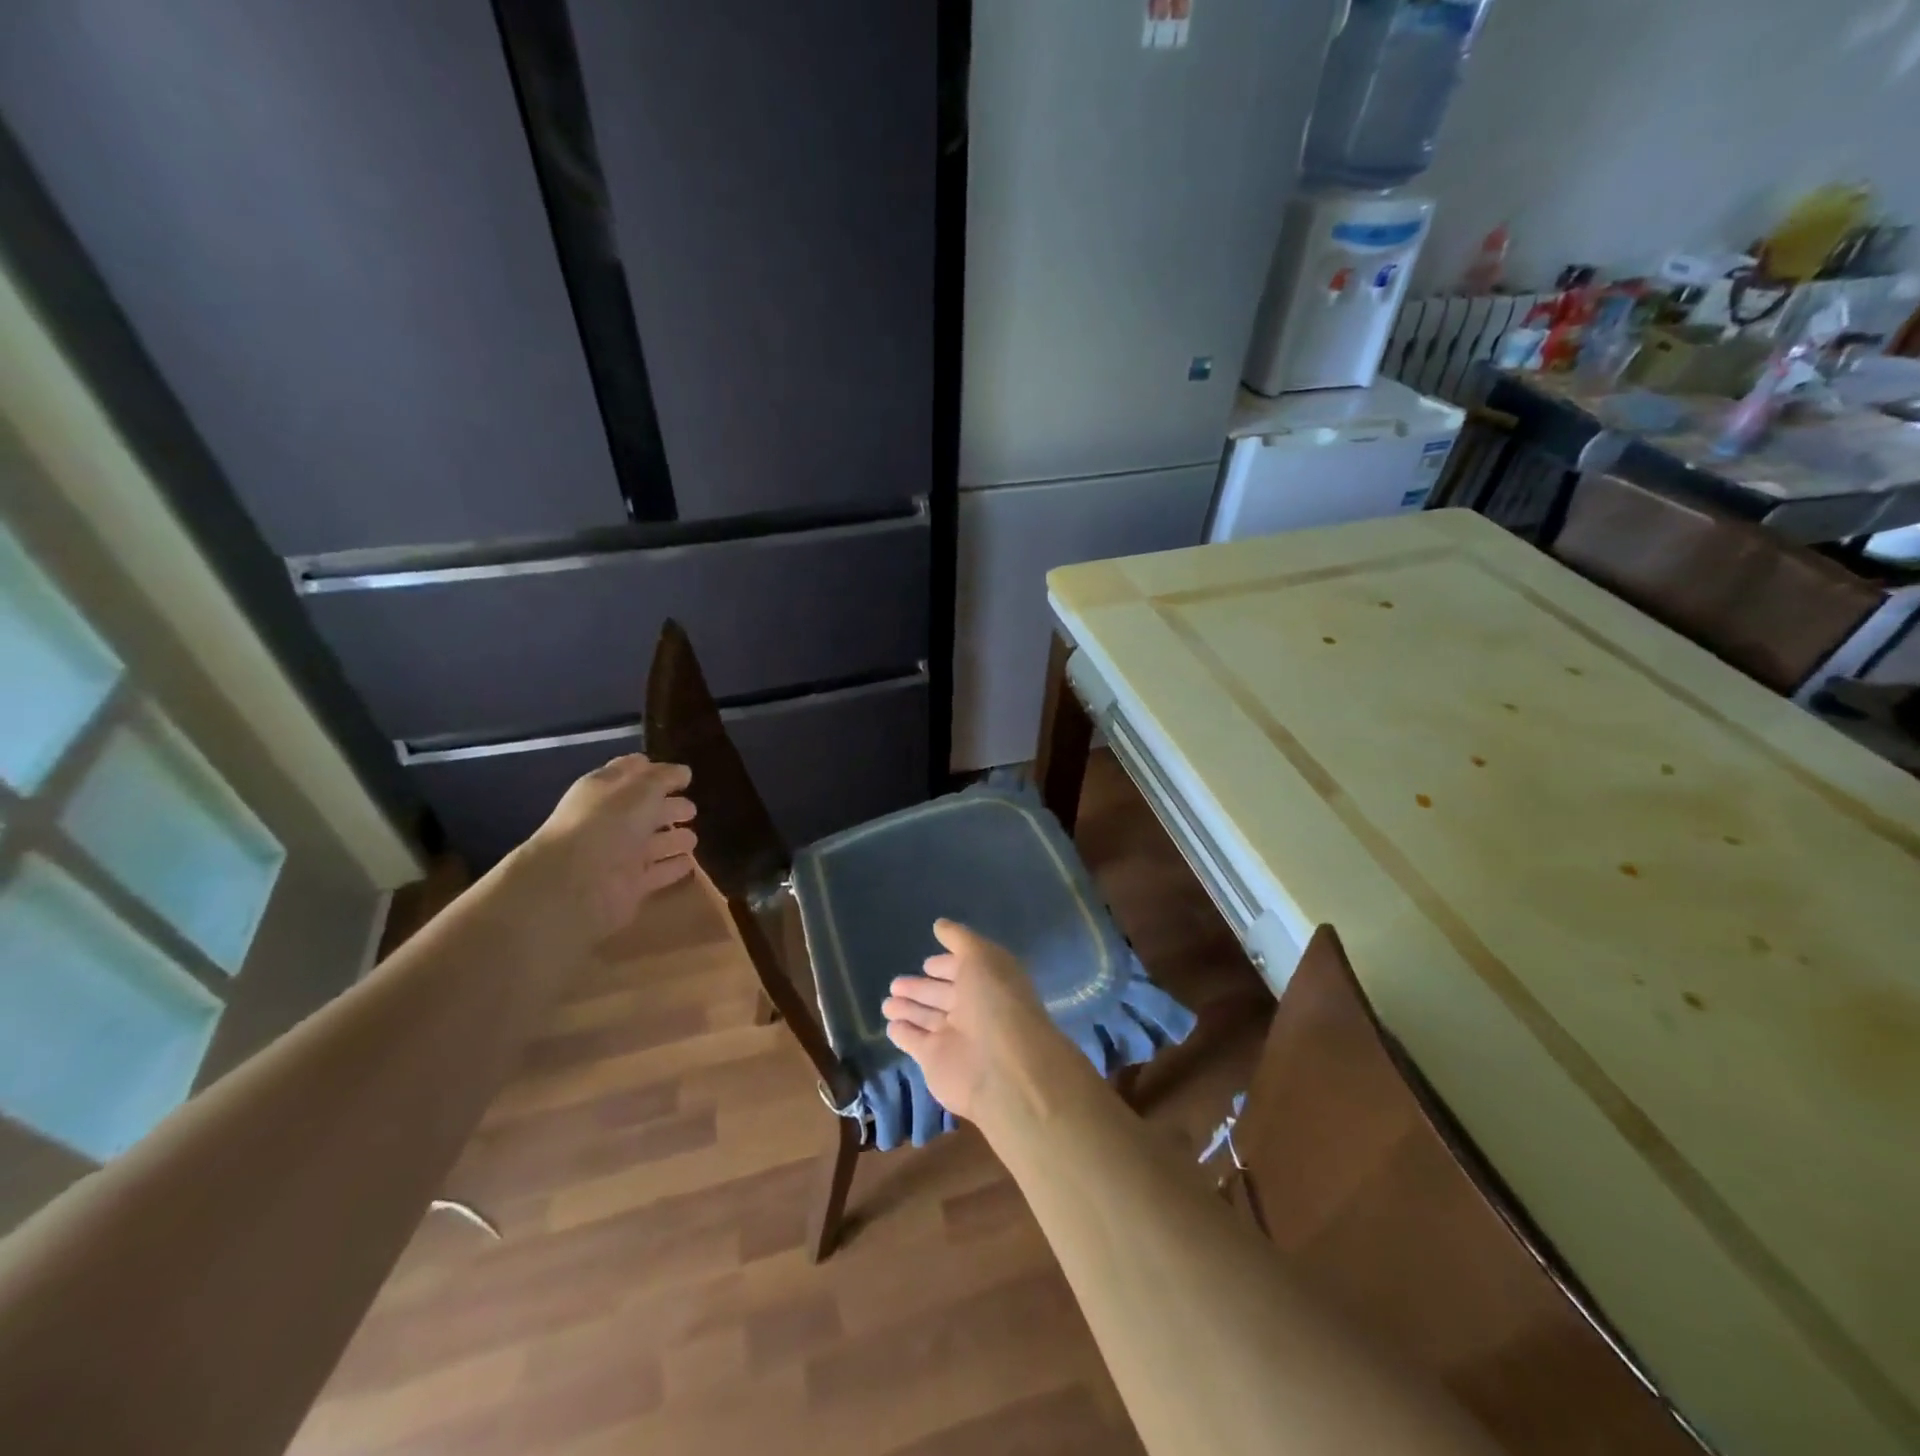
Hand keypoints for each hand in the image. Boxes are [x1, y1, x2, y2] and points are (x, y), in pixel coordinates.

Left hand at [517, 754, 697, 940]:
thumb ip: (665, 777)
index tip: (681, 774)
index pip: (630, 773)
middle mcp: (611, 821)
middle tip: (693, 809)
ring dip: (674, 839)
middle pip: (645, 810)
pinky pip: (657, 873)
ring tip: (694, 839)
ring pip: (653, 843)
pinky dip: (673, 867)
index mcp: (604, 791)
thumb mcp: (642, 788)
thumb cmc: (609, 823)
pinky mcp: (630, 885)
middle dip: (669, 807)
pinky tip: (690, 863)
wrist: (576, 884)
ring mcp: (620, 855)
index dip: (653, 771)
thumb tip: (683, 772)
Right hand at [881, 919, 1054, 1121]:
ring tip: (887, 1001)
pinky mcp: (935, 1061)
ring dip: (908, 1008)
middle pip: (942, 995)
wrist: (1002, 1068)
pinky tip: (890, 1024)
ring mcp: (954, 1037)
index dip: (946, 966)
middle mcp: (973, 1009)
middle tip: (896, 983)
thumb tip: (940, 924)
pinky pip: (914, 1041)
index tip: (927, 963)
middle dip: (920, 988)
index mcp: (989, 983)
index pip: (963, 970)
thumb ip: (960, 939)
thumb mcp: (981, 957)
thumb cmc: (995, 1003)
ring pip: (926, 1017)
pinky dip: (903, 1032)